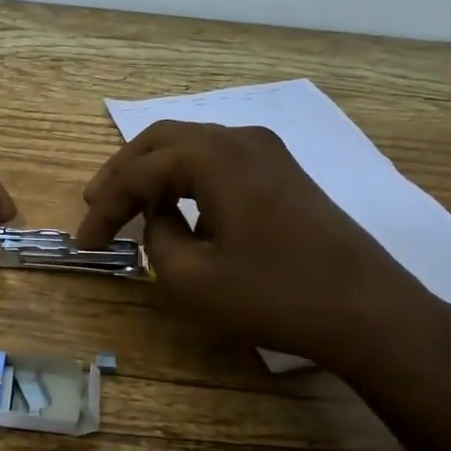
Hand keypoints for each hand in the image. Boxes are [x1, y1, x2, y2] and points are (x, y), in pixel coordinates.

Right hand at [75, 121, 450, 378]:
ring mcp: (269, 153)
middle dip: (122, 174)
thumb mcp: (193, 280)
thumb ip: (157, 240)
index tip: (83, 243)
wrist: (368, 310)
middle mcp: (240, 139)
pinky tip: (180, 210)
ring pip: (192, 147)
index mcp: (214, 157)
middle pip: (162, 142)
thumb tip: (158, 220)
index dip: (104, 208)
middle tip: (94, 206)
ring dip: (155, 173)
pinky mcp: (285, 173)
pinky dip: (187, 180)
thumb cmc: (275, 295)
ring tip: (129, 207)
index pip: (139, 173)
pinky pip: (219, 162)